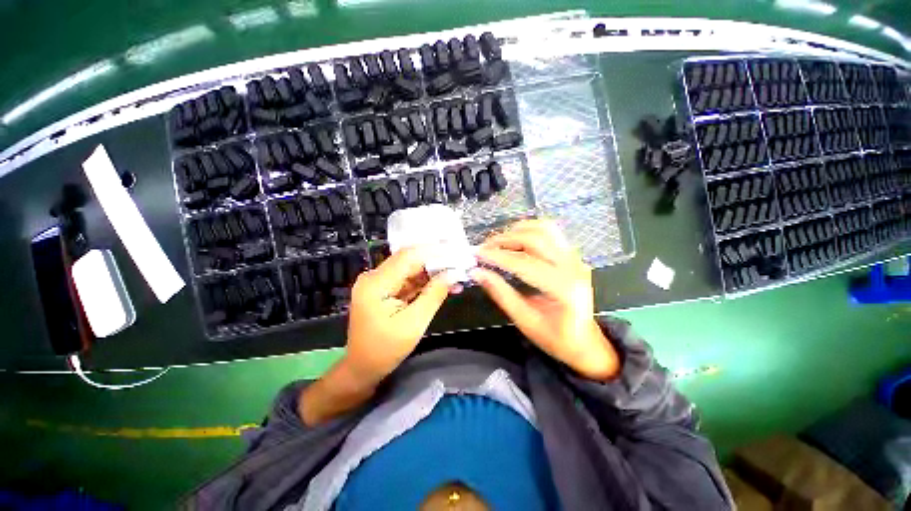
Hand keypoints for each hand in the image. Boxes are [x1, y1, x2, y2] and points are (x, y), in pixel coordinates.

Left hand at [344, 246, 451, 382]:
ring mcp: (379, 282)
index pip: (408, 256)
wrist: (363, 368)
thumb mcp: (414, 323)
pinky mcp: (385, 289)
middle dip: (436, 260)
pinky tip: (444, 284)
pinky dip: (426, 282)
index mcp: (376, 283)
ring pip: (411, 269)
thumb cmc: (385, 350)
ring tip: (457, 275)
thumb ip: (434, 294)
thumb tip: (454, 273)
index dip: (434, 251)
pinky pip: (409, 280)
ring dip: (434, 272)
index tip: (457, 250)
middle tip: (461, 262)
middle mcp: (375, 277)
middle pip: (410, 260)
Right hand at [471, 220, 618, 380]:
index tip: (477, 255)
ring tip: (498, 242)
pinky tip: (515, 240)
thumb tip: (477, 272)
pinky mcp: (572, 255)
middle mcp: (573, 267)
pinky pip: (550, 232)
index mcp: (563, 288)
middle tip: (484, 248)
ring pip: (544, 229)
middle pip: (535, 238)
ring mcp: (575, 258)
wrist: (585, 341)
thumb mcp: (524, 320)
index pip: (525, 263)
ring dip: (517, 231)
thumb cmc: (555, 337)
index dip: (498, 256)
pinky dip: (529, 230)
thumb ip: (500, 293)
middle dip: (505, 239)